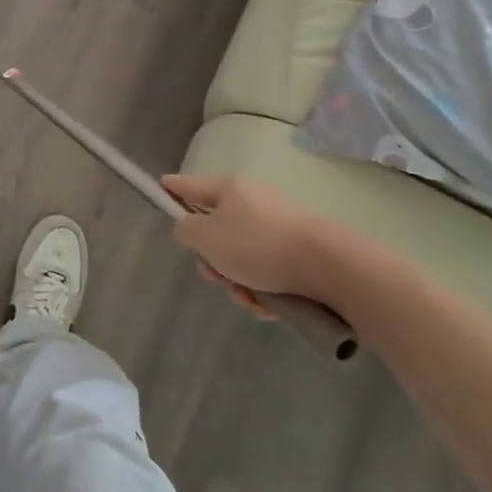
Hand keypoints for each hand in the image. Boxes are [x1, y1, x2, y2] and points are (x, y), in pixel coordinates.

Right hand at [161, 173, 335, 316]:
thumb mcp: (206, 237)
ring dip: (238, 283)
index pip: (190, 185)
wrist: (331, 267)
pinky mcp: (300, 253)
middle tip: (216, 277)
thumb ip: (185, 230)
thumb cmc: (259, 246)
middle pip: (216, 231)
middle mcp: (254, 203)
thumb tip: (192, 230)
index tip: (161, 185)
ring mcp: (279, 227)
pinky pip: (267, 272)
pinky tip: (268, 307)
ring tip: (249, 300)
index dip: (173, 187)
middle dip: (212, 261)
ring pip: (241, 258)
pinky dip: (263, 291)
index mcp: (229, 190)